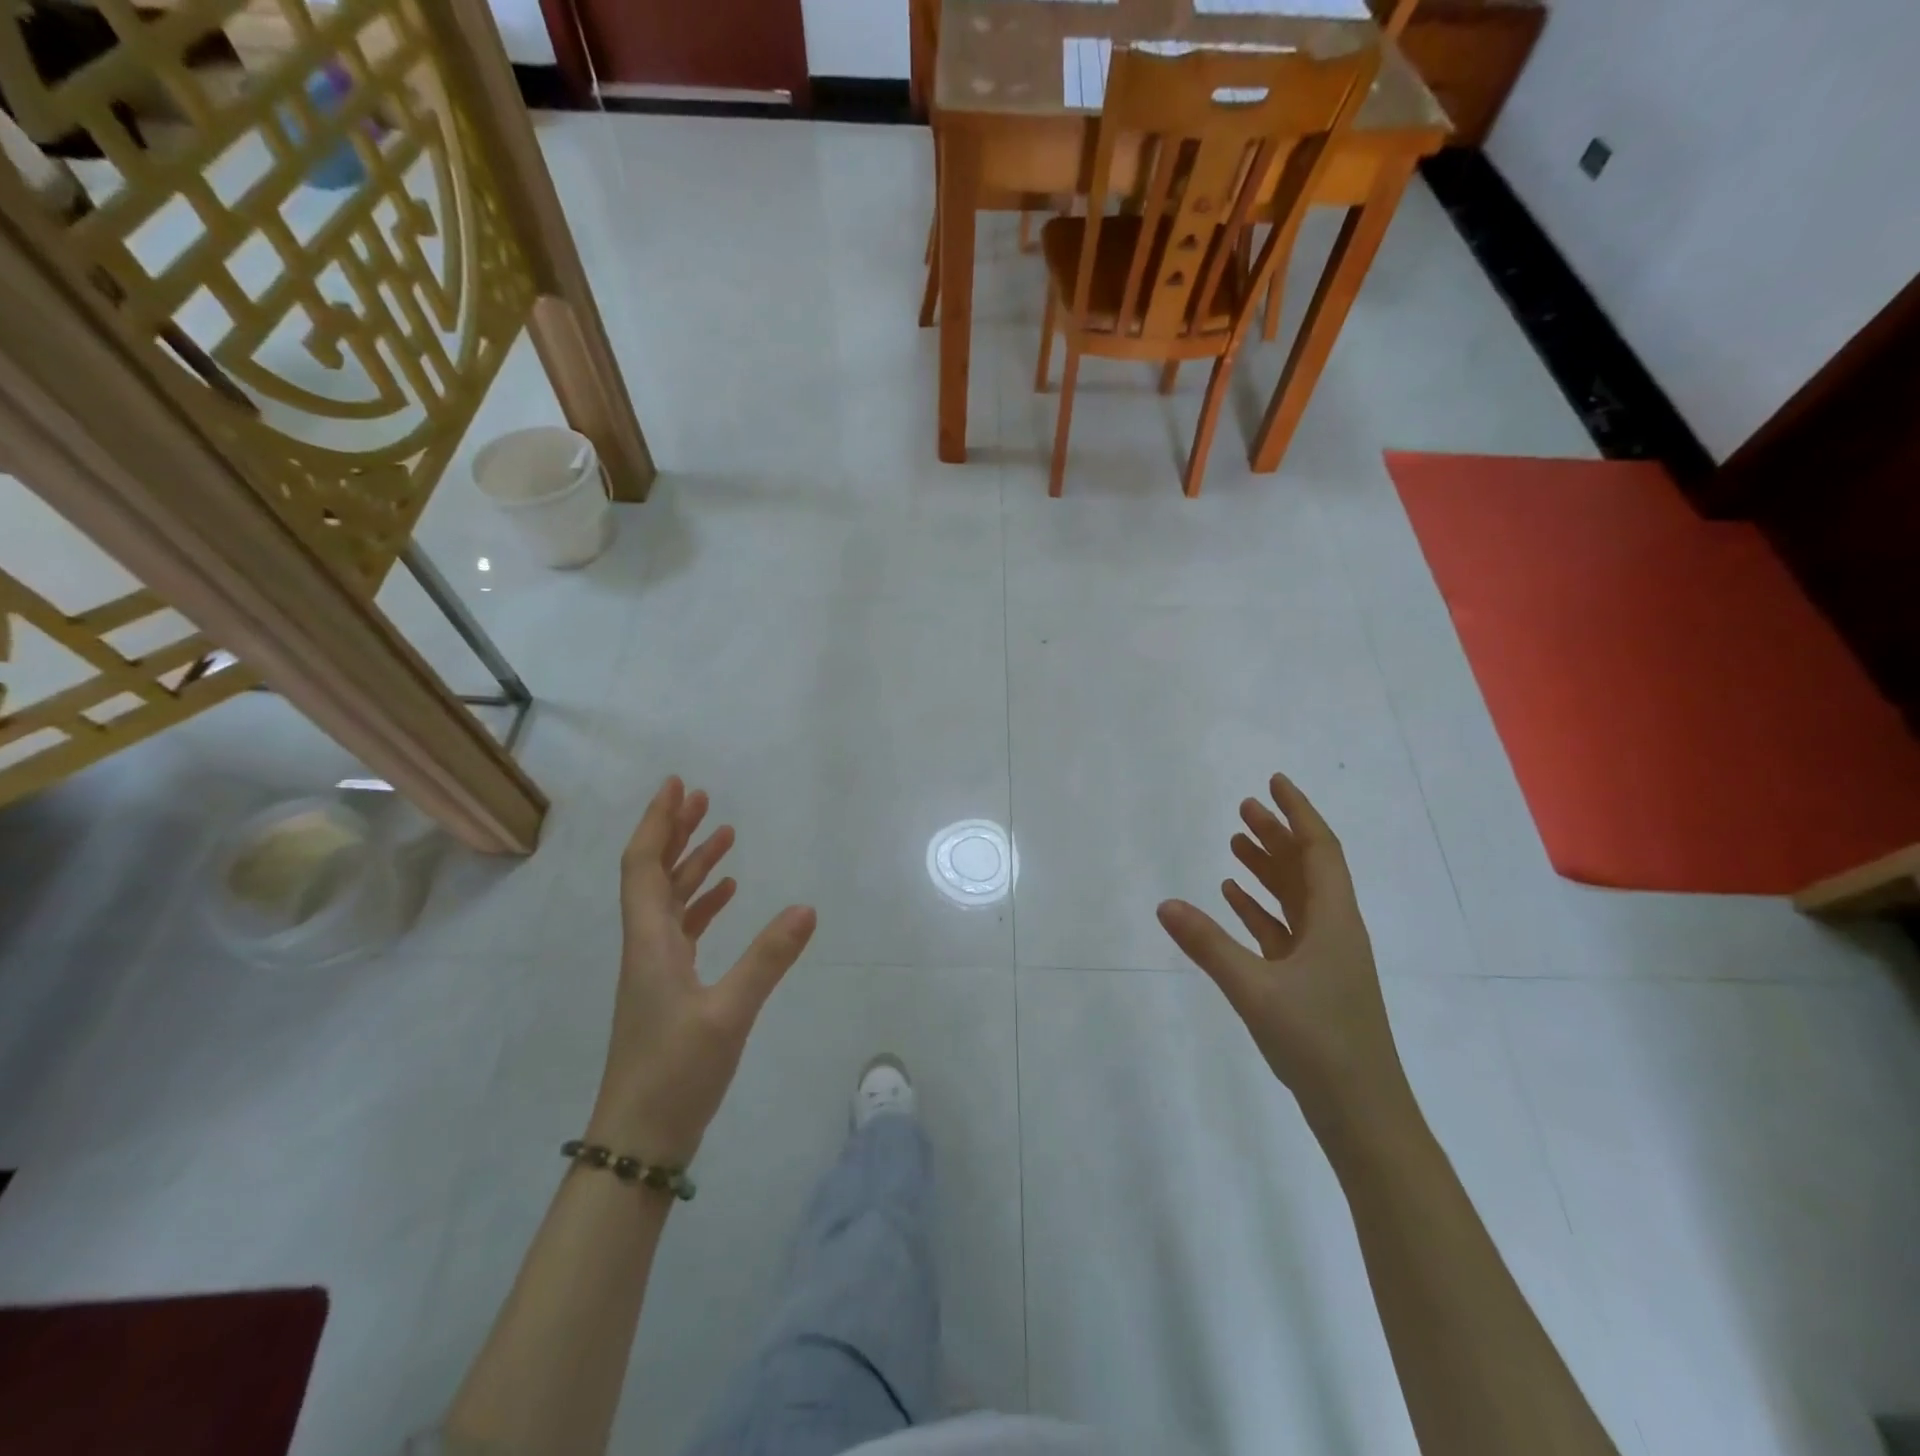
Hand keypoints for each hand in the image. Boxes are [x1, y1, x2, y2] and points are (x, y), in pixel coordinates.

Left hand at [589, 777, 816, 1165]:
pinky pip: (683, 930)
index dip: (657, 823)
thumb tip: (808, 907)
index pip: (644, 866)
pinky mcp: (669, 991)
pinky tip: (728, 896)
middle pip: (653, 875)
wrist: (638, 1142)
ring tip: (724, 836)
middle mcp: (646, 947)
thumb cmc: (675, 1074)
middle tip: (703, 798)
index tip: (677, 786)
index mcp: (650, 942)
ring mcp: (656, 970)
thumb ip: (768, 959)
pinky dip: (703, 904)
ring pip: (669, 901)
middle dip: (676, 833)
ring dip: (692, 865)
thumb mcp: (728, 1014)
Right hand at [1157, 772, 1411, 1136]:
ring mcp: (1325, 957)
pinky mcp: (1312, 982)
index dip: (1298, 813)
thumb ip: (1208, 945)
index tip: (1274, 782)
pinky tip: (1232, 899)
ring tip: (1234, 842)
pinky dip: (1259, 908)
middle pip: (1306, 868)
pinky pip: (1284, 929)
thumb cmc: (1318, 1042)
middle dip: (1277, 834)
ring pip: (1295, 898)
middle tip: (1243, 807)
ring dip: (1267, 868)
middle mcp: (1334, 930)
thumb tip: (1164, 904)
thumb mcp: (1255, 989)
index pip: (1320, 849)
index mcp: (1335, 921)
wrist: (1362, 1113)